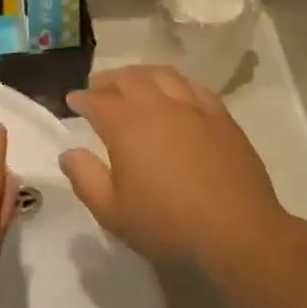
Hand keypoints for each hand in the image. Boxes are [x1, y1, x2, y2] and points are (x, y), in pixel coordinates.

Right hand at [62, 66, 285, 268]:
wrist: (237, 233)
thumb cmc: (168, 225)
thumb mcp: (113, 212)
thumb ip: (85, 179)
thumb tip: (69, 152)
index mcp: (127, 126)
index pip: (98, 101)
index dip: (82, 98)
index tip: (72, 100)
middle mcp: (158, 106)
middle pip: (129, 79)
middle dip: (109, 79)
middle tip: (98, 85)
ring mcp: (194, 108)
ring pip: (163, 75)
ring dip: (141, 74)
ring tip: (133, 81)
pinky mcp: (221, 118)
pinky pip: (194, 87)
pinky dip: (176, 83)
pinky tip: (176, 92)